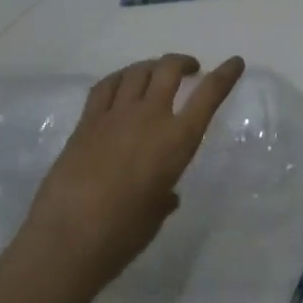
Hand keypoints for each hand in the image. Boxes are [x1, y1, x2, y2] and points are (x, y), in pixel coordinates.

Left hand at [17, 54, 244, 295]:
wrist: (68, 239)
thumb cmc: (123, 234)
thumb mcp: (156, 213)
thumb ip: (165, 196)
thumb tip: (166, 195)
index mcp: (177, 140)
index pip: (209, 95)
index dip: (225, 74)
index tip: (235, 62)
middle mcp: (150, 117)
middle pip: (169, 69)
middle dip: (183, 63)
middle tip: (190, 70)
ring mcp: (115, 116)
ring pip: (137, 71)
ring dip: (152, 66)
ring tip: (156, 74)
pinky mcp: (86, 122)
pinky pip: (105, 86)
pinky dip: (120, 78)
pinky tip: (122, 84)